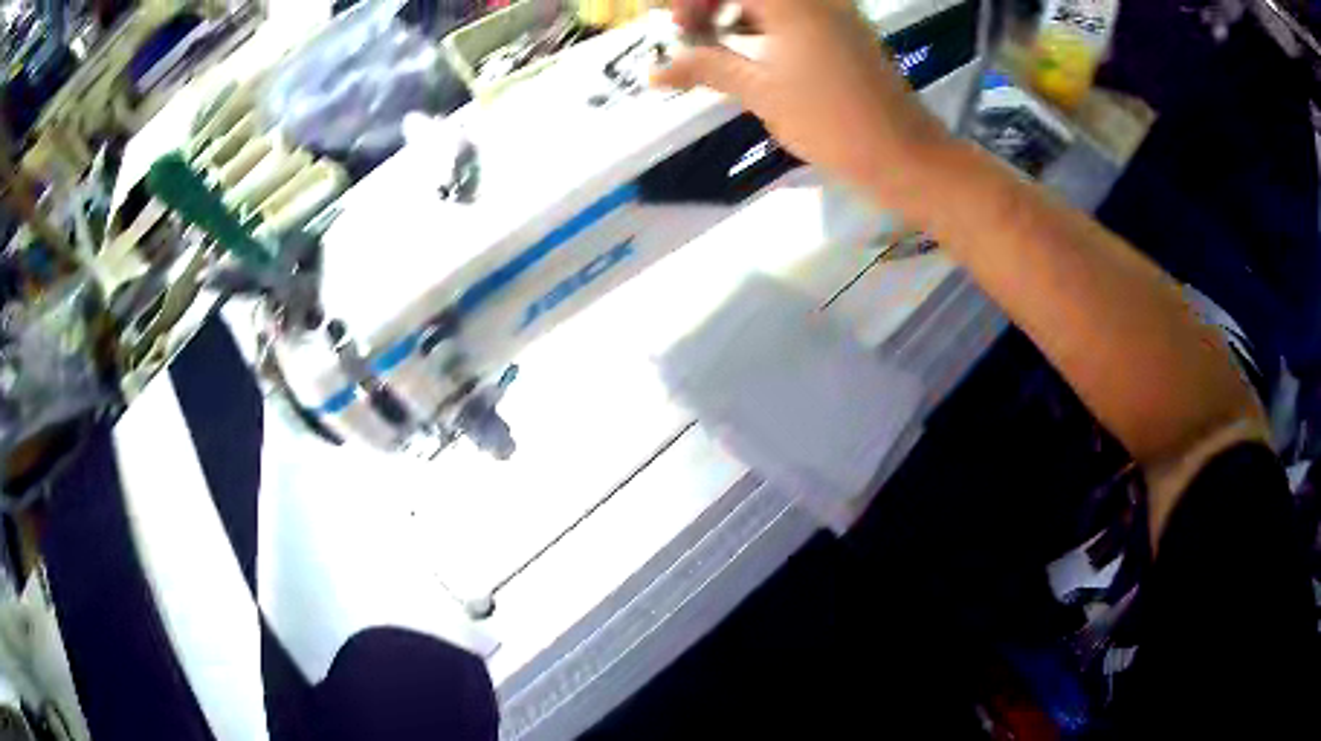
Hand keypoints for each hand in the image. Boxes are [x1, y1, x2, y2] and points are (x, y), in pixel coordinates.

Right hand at [653, 0, 950, 203]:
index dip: (691, 0)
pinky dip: (763, 22)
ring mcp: (835, 11)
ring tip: (714, 44)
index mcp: (792, 2)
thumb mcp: (762, 92)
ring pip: (771, 0)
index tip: (676, 28)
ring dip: (735, 10)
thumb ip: (707, 68)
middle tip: (690, 33)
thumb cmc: (831, 122)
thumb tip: (656, 72)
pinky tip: (750, 51)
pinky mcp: (846, 30)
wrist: (903, 154)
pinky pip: (795, 11)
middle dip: (710, 2)